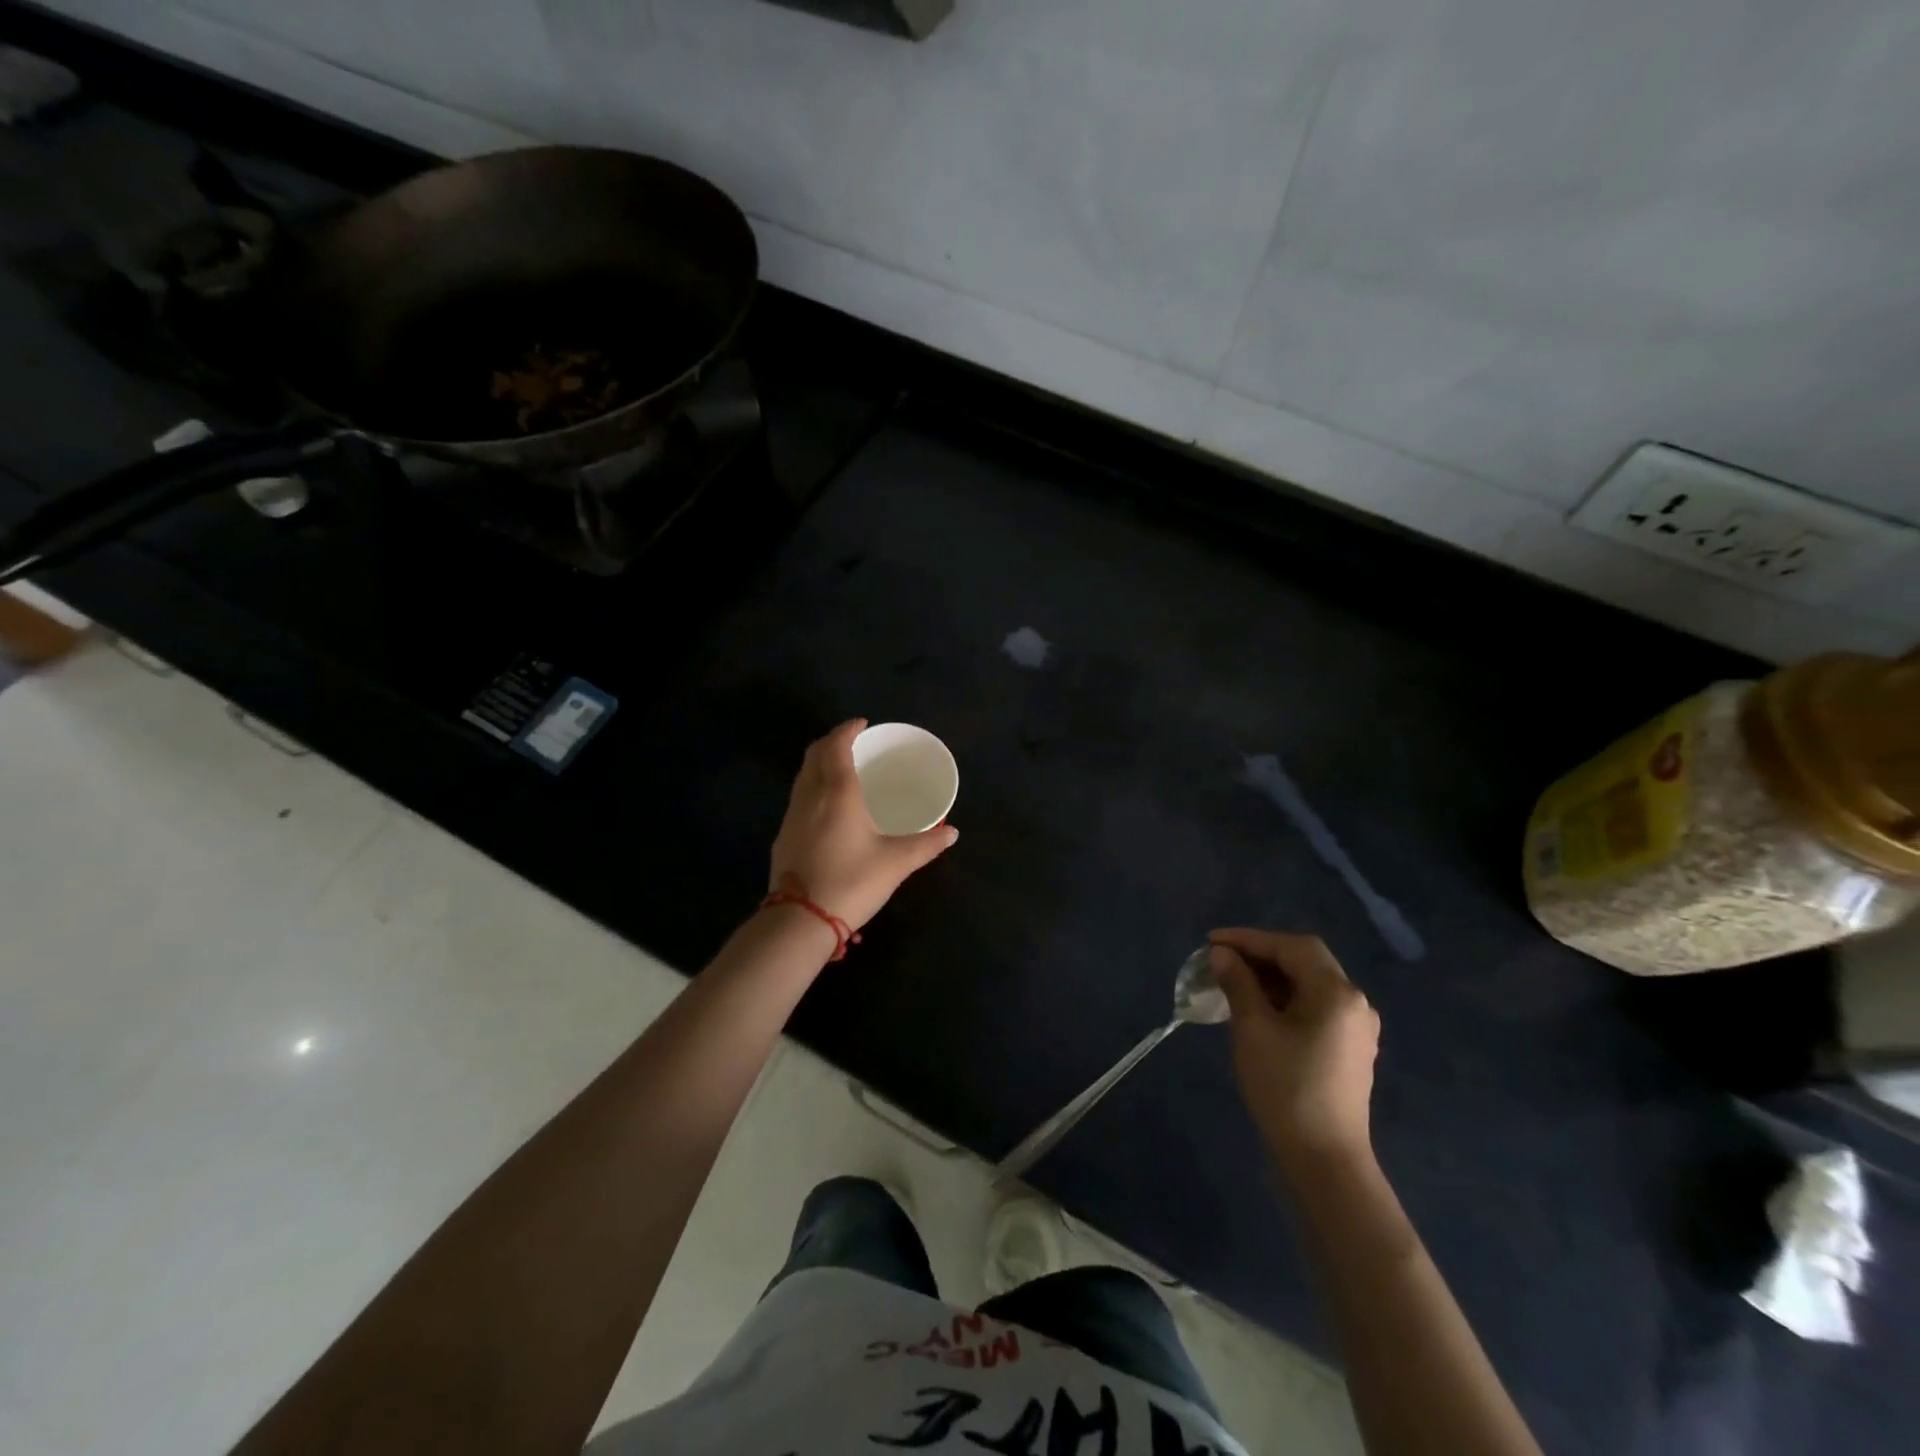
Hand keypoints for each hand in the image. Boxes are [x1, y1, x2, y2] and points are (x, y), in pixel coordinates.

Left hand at [769, 719, 957, 931]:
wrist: (800, 919)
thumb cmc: (852, 882)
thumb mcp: (896, 863)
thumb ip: (926, 845)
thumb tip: (951, 832)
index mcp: (838, 792)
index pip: (837, 745)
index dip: (848, 730)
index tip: (862, 724)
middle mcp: (811, 795)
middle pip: (815, 754)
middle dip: (832, 741)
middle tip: (854, 743)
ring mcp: (792, 815)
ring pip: (803, 775)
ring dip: (820, 762)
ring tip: (841, 770)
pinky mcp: (783, 836)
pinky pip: (799, 796)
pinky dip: (813, 786)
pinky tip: (827, 806)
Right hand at [1209, 928, 1379, 1169]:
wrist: (1324, 1159)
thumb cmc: (1286, 1087)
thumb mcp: (1253, 1028)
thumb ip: (1238, 983)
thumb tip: (1222, 954)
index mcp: (1336, 992)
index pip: (1291, 946)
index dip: (1249, 938)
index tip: (1211, 942)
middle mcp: (1355, 1002)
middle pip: (1305, 960)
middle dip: (1261, 954)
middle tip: (1222, 958)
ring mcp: (1356, 1027)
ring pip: (1311, 983)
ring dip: (1273, 976)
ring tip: (1233, 981)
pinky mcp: (1351, 1049)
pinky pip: (1316, 1006)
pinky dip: (1286, 997)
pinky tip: (1259, 1008)